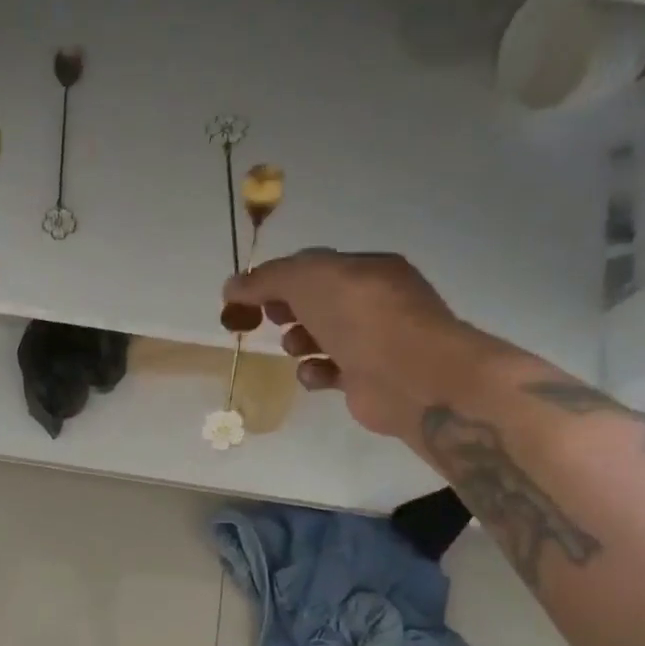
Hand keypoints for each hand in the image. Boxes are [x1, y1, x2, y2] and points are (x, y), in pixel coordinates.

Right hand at [223, 249, 489, 440]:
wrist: (412, 377)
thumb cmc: (363, 318)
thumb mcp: (310, 281)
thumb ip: (267, 279)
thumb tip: (231, 285)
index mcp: (366, 269)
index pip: (313, 266)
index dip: (277, 278)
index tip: (246, 296)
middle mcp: (372, 302)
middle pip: (314, 301)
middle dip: (286, 309)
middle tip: (266, 319)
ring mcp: (371, 342)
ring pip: (319, 337)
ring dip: (297, 341)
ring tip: (295, 347)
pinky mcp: (364, 379)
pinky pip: (327, 371)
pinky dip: (314, 372)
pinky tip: (314, 374)